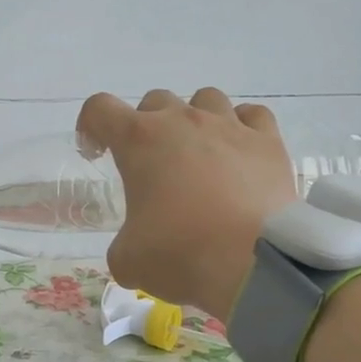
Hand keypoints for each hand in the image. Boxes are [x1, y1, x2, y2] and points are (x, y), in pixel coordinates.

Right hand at [78, 87, 297, 320]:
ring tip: (198, 155)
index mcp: (139, 141)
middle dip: (146, 127)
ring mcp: (229, 126)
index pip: (100, 108)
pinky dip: (241, 128)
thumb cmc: (179, 253)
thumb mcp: (128, 260)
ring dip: (194, 120)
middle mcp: (183, 121)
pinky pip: (252, 116)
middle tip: (151, 166)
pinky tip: (239, 154)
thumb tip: (134, 248)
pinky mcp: (268, 142)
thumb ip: (123, 243)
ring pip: (205, 98)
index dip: (91, 127)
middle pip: (155, 101)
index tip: (97, 153)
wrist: (254, 263)